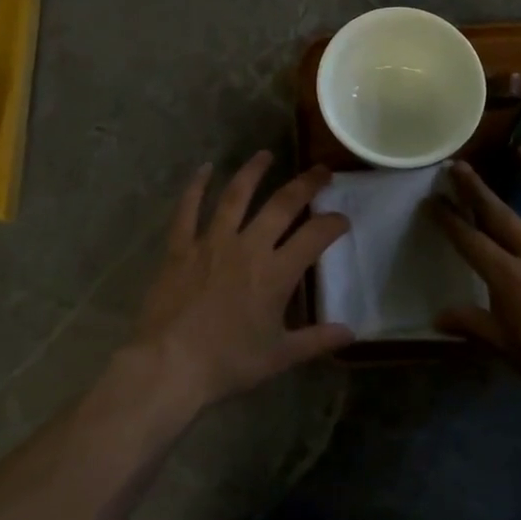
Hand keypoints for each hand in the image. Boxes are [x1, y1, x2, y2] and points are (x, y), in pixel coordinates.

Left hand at [129, 152, 354, 415]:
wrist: (171, 365)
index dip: (333, 223)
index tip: (342, 219)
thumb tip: (350, 332)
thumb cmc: (228, 362)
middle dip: (306, 184)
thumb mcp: (279, 356)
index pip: (315, 236)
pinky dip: (196, 186)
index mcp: (276, 273)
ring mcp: (211, 241)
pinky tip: (205, 168)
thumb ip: (316, 340)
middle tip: (321, 170)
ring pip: (236, 196)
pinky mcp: (181, 246)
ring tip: (265, 154)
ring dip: (253, 171)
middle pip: (282, 204)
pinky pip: (188, 209)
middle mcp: (248, 246)